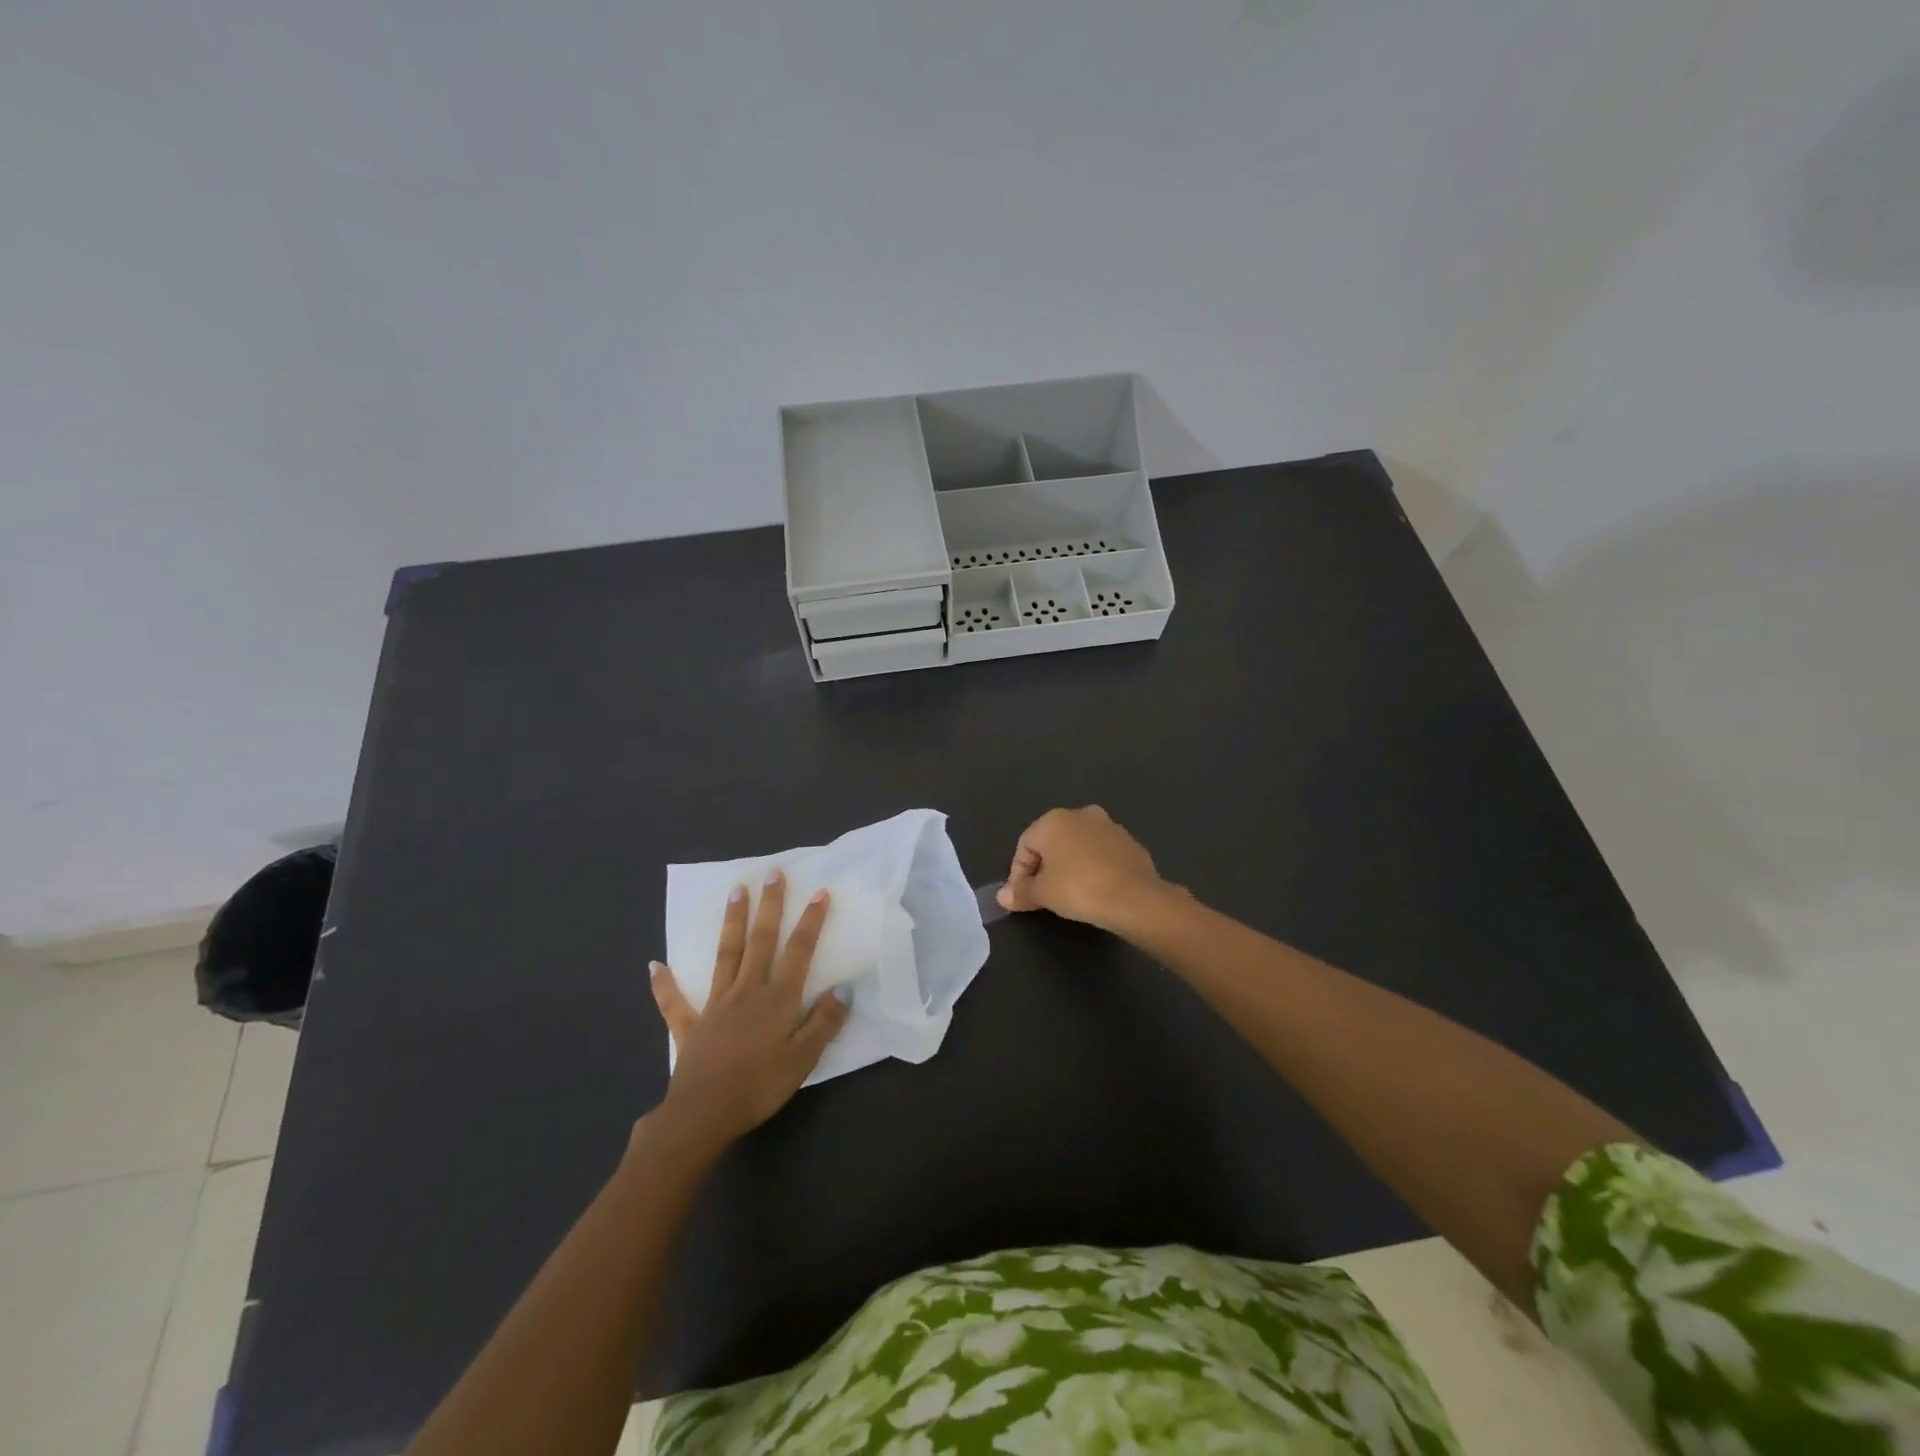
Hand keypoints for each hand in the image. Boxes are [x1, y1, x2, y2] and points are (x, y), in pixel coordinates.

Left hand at [647, 870, 848, 1153]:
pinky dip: (665, 984)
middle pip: (761, 941)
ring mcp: (716, 1005)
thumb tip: (843, 987)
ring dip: (732, 922)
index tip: (820, 892)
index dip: (811, 922)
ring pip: (726, 955)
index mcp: (777, 999)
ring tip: (735, 891)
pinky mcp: (691, 1026)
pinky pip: (676, 1002)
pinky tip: (654, 966)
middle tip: (772, 874)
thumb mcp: (804, 1059)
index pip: (799, 952)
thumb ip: (824, 1021)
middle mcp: (747, 991)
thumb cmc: (759, 1087)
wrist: (703, 1115)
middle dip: (769, 906)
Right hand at [996, 806, 1166, 928]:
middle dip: (1044, 867)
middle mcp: (1080, 814)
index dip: (1018, 873)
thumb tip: (1002, 897)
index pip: (1024, 846)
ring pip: (1078, 846)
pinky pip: (1101, 854)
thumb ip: (1020, 892)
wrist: (1133, 897)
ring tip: (1070, 894)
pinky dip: (1093, 868)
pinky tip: (1095, 890)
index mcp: (1053, 820)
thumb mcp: (1042, 894)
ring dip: (1070, 865)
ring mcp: (1108, 825)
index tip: (1022, 898)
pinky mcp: (1129, 841)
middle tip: (1043, 895)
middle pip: (1052, 842)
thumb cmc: (1078, 888)